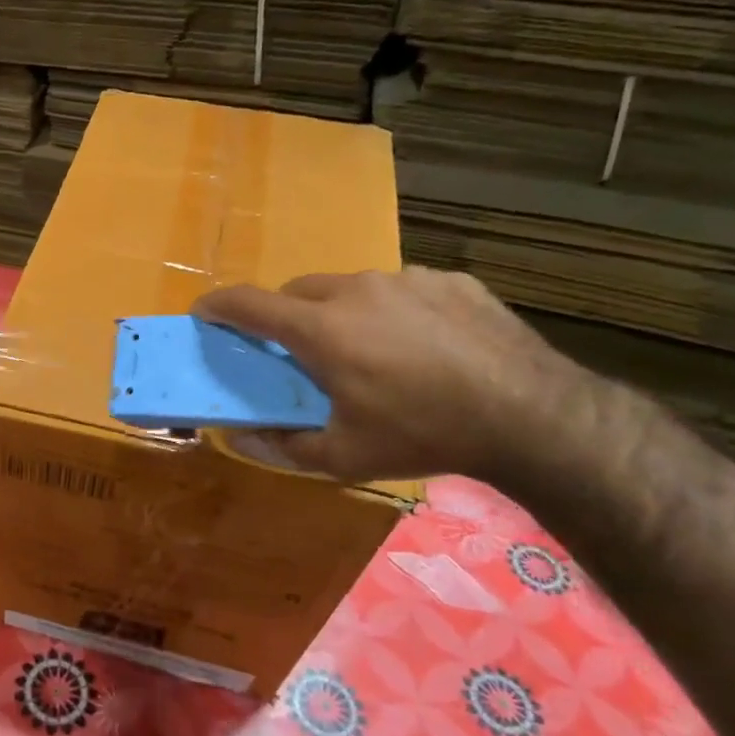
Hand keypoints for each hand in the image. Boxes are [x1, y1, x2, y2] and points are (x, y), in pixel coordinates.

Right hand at [192, 267, 588, 482]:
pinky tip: (420, 346)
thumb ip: (281, 446)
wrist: (532, 415)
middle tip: (297, 353)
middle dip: (283, 316)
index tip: (203, 314)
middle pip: (296, 290)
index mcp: (320, 329)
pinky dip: (390, 311)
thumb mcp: (344, 456)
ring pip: (349, 286)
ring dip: (338, 312)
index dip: (217, 306)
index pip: (248, 303)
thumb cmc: (421, 434)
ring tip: (367, 352)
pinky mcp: (449, 280)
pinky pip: (400, 289)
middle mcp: (355, 290)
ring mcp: (406, 279)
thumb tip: (237, 437)